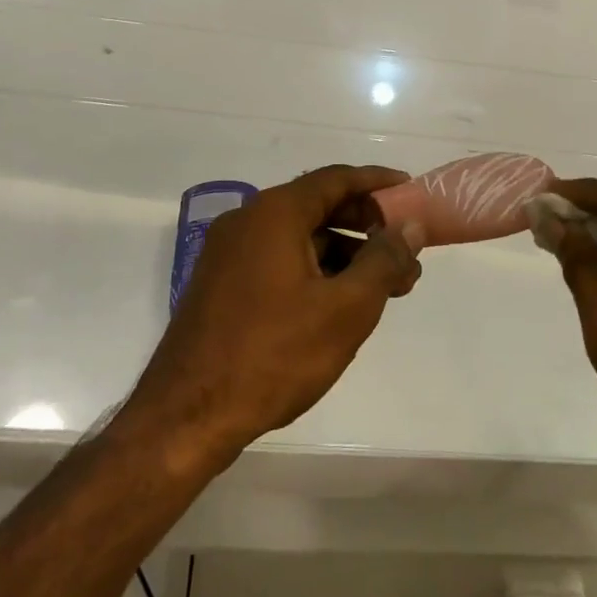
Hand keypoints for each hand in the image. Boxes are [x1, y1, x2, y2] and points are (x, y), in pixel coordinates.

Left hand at [125, 166, 424, 464]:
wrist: (186, 418)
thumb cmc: (273, 355)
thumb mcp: (345, 309)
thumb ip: (384, 260)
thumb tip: (410, 227)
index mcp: (274, 213)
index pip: (336, 179)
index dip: (378, 182)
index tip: (411, 191)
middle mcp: (247, 221)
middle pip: (318, 206)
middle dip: (366, 225)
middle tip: (404, 250)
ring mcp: (228, 253)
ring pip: (299, 237)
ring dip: (343, 253)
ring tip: (383, 287)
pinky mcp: (221, 284)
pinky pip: (278, 259)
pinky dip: (314, 269)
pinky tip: (338, 303)